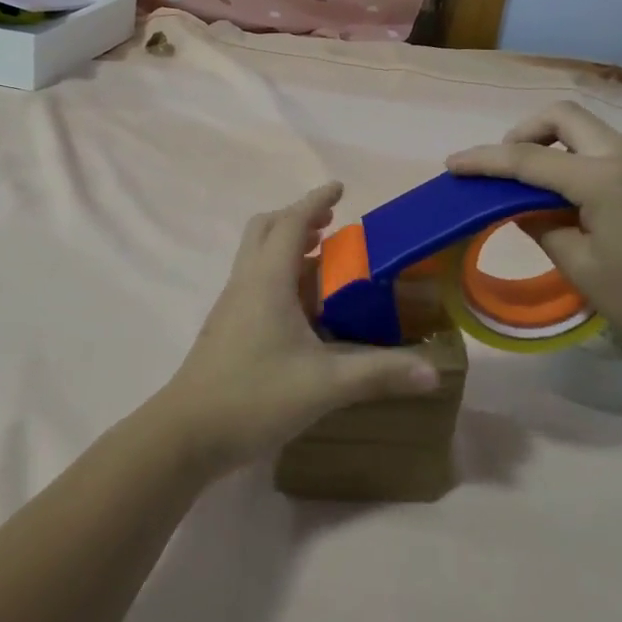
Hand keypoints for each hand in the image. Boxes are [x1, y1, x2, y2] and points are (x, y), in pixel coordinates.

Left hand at [149, 182, 442, 478]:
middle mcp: (246, 282)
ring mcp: (232, 305)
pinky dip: (280, 274)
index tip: (340, 187)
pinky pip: (255, 281)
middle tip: (331, 224)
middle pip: (266, 229)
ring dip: (288, 245)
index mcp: (268, 280)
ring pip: (257, 255)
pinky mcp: (227, 327)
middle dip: (298, 217)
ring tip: (324, 260)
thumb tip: (433, 371)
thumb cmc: (255, 396)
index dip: (316, 200)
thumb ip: (380, 374)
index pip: (291, 222)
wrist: (187, 433)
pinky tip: (302, 307)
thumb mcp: (325, 385)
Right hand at [447, 102, 621, 355]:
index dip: (485, 161)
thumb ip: (542, 227)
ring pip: (583, 127)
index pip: (528, 159)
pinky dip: (571, 157)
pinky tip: (562, 195)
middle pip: (561, 115)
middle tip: (503, 169)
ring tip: (528, 185)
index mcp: (602, 177)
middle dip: (522, 132)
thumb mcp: (582, 268)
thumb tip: (523, 208)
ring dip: (548, 143)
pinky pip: (599, 147)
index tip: (452, 164)